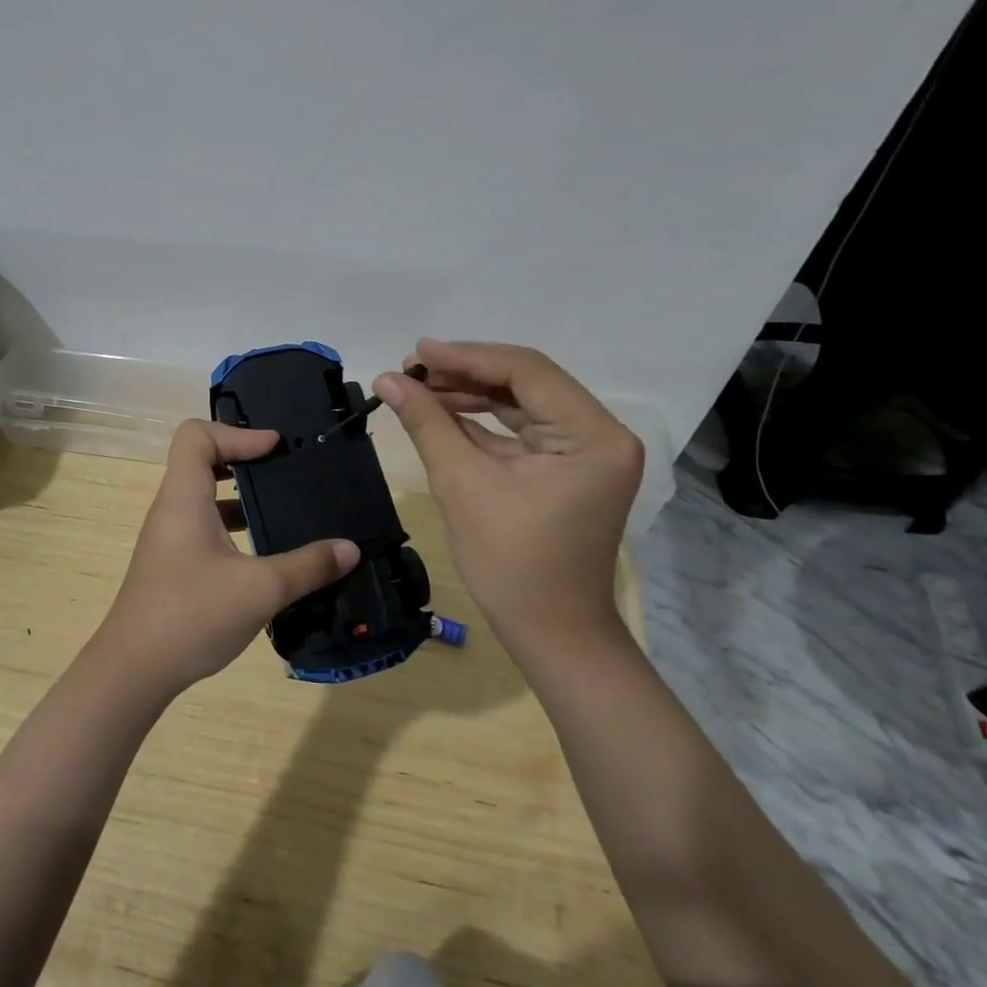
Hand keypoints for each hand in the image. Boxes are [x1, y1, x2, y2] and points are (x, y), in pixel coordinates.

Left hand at [94, 420, 360, 697]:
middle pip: (201, 460)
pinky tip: (264, 555)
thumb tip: (350, 549)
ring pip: (204, 497)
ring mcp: (170, 538)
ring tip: (281, 509)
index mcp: (184, 498)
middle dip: (244, 460)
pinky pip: (204, 526)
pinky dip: (233, 527)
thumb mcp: (261, 589)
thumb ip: (308, 566)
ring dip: (240, 496)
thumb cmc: (191, 615)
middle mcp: (172, 509)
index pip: (196, 435)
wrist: (133, 671)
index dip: (237, 433)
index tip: (275, 449)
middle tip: (284, 472)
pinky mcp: (173, 564)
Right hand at [374, 339, 642, 653]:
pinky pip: (520, 428)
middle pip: (526, 382)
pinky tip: (440, 410)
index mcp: (594, 435)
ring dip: (470, 393)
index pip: (527, 372)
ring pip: (521, 402)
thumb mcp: (462, 485)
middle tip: (410, 370)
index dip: (468, 357)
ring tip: (417, 387)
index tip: (417, 352)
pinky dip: (481, 420)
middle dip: (465, 373)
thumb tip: (387, 378)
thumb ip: (427, 423)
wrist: (550, 633)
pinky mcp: (566, 465)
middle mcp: (600, 433)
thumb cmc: (512, 564)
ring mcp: (585, 450)